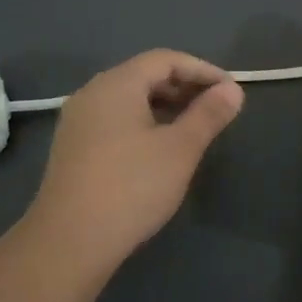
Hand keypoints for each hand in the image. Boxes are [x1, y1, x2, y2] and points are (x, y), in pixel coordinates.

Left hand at [26, 50, 244, 270]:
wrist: (69, 242)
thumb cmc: (131, 187)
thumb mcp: (180, 149)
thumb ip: (208, 114)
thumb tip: (232, 89)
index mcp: (117, 83)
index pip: (166, 59)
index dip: (202, 70)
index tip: (230, 90)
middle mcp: (92, 92)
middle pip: (144, 75)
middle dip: (183, 86)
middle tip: (215, 108)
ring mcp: (77, 120)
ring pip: (128, 99)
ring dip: (164, 105)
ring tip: (192, 128)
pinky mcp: (72, 147)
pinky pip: (114, 119)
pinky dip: (142, 122)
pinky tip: (158, 148)